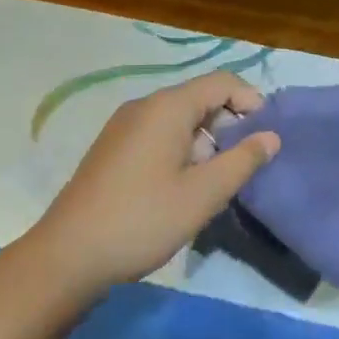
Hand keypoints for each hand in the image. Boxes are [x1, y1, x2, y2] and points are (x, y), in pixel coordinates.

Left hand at [25, 71, 279, 298]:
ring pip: (178, 118)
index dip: (250, 101)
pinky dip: (180, 148)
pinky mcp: (112, 147)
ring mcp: (123, 125)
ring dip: (204, 140)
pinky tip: (180, 187)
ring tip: (213, 182)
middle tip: (242, 164)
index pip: (222, 82)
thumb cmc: (142, 220)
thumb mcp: (202, 195)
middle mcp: (144, 105)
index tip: (265, 136)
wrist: (66, 256)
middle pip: (199, 98)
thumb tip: (271, 136)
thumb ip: (242, 161)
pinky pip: (157, 133)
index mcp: (168, 106)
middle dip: (228, 124)